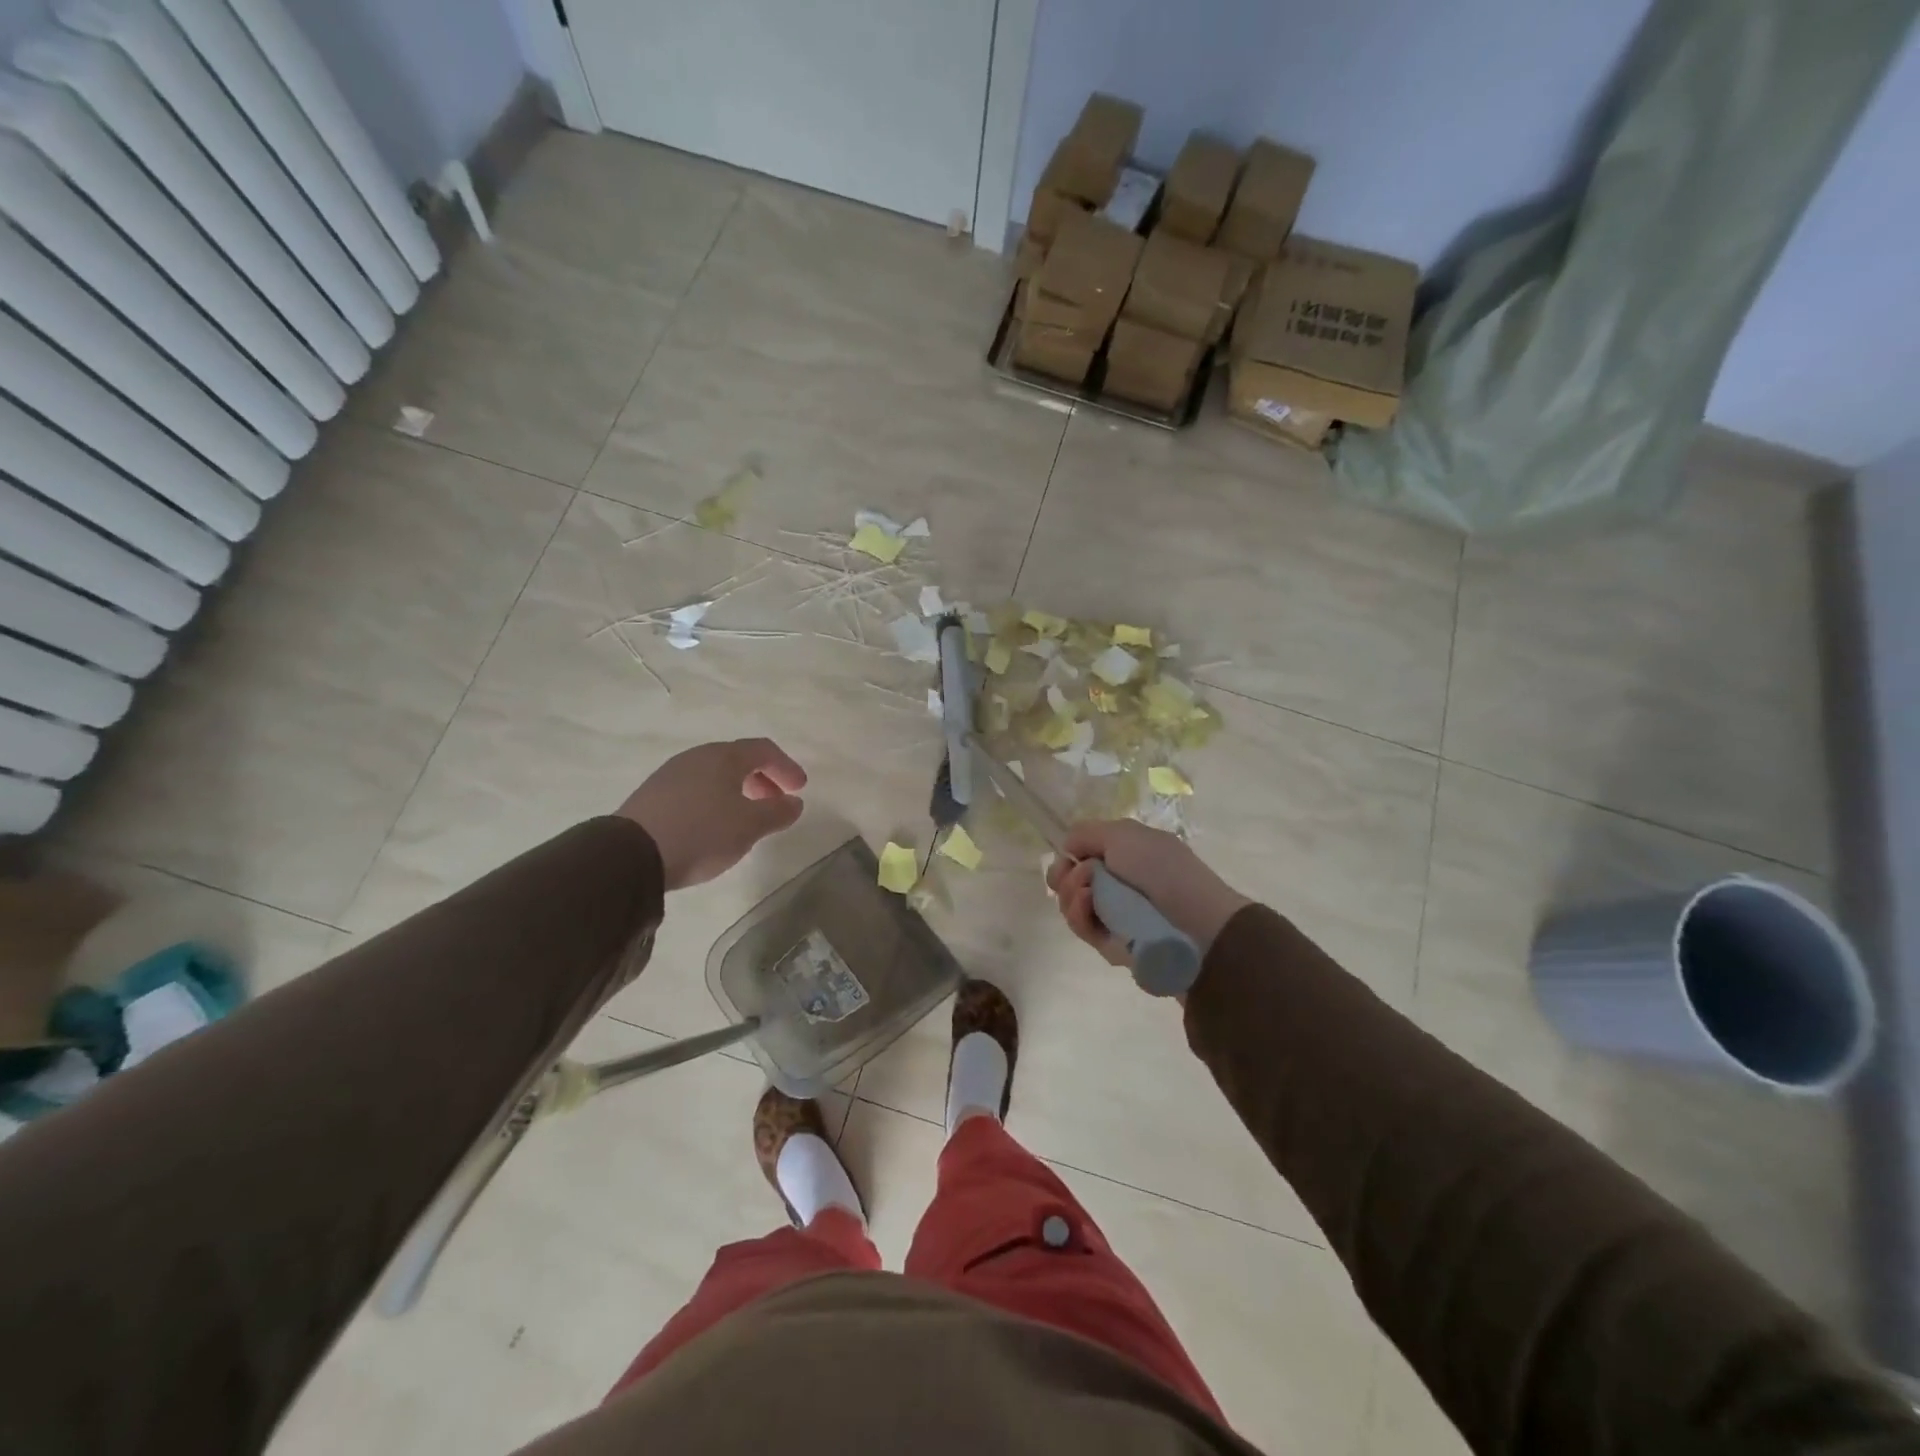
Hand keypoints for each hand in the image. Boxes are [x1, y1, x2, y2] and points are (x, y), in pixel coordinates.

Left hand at [618, 739, 806, 890]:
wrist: (631, 855)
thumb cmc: (701, 833)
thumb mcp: (749, 826)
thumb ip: (777, 812)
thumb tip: (794, 803)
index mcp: (723, 757)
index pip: (763, 749)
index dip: (786, 766)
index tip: (800, 789)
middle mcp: (697, 757)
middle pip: (738, 759)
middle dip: (763, 779)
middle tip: (776, 803)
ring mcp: (671, 774)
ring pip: (715, 775)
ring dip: (738, 791)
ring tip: (746, 818)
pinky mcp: (653, 796)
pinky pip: (695, 789)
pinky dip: (715, 800)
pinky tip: (714, 825)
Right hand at [1045, 820, 1250, 972]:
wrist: (1194, 924)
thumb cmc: (1161, 869)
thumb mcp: (1123, 834)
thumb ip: (1086, 833)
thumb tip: (1066, 849)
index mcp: (1126, 854)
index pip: (1083, 854)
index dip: (1069, 854)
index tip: (1068, 855)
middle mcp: (1116, 883)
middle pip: (1069, 879)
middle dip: (1064, 874)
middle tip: (1078, 875)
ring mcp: (1112, 914)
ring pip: (1070, 903)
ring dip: (1070, 892)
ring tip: (1087, 892)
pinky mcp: (1108, 943)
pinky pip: (1081, 926)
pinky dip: (1078, 913)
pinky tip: (1088, 905)